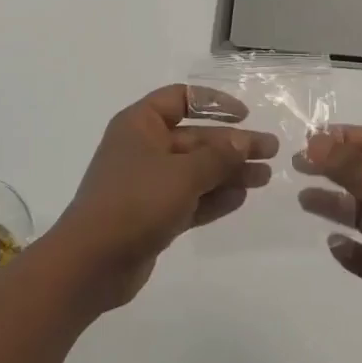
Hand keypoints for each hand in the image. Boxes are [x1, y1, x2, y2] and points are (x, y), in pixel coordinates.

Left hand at [52, 85, 275, 307]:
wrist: (90, 264)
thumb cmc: (134, 202)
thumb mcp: (182, 174)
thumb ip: (217, 156)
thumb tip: (243, 141)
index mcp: (140, 124)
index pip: (181, 98)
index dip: (214, 103)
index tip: (244, 115)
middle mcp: (144, 148)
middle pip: (195, 138)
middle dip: (233, 145)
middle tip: (271, 152)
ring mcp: (148, 183)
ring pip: (196, 171)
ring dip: (229, 172)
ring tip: (265, 178)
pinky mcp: (153, 215)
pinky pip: (190, 199)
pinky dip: (214, 197)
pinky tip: (241, 198)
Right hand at [296, 127, 361, 359]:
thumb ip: (355, 170)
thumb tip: (315, 142)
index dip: (344, 139)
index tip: (308, 140)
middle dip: (332, 169)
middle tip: (296, 166)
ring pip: (358, 215)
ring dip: (333, 206)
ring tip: (302, 200)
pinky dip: (346, 249)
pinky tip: (333, 245)